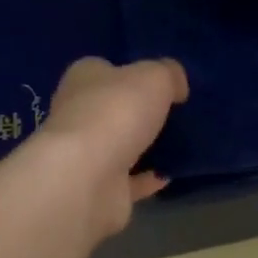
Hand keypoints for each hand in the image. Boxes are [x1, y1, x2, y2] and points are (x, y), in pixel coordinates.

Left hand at [32, 56, 188, 237]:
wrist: (89, 177)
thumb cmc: (117, 112)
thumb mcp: (155, 77)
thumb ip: (169, 74)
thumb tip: (177, 86)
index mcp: (84, 78)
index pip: (105, 70)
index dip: (131, 73)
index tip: (161, 84)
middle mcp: (78, 113)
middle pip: (112, 109)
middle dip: (139, 112)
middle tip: (175, 115)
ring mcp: (87, 154)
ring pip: (121, 146)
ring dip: (144, 147)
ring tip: (179, 145)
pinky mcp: (99, 188)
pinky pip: (129, 180)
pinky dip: (148, 178)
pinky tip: (170, 174)